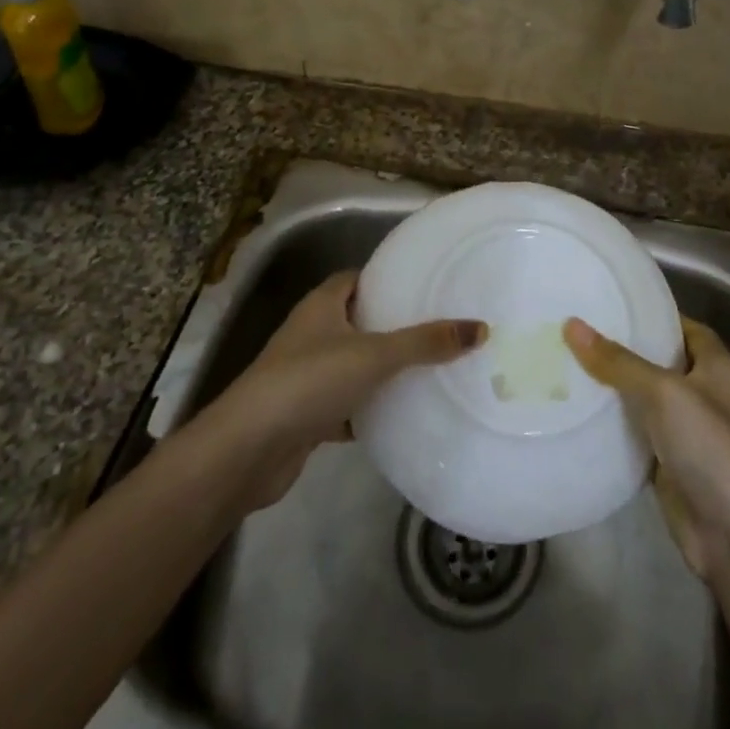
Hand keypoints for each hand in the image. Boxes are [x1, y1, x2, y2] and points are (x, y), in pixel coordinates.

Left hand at [206, 270, 485, 510]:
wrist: (249, 450)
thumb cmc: (309, 382)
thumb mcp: (374, 356)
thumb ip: (425, 343)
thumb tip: (481, 328)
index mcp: (322, 305)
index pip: (357, 278)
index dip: (388, 279)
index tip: (426, 285)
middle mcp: (312, 333)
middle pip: (358, 320)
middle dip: (394, 325)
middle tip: (439, 329)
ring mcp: (307, 375)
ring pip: (354, 364)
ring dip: (383, 369)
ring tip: (431, 369)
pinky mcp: (307, 414)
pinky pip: (348, 403)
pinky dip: (370, 408)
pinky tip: (402, 414)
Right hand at [565, 315, 729, 583]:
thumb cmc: (712, 448)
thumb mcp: (664, 393)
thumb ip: (618, 361)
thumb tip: (572, 324)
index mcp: (717, 366)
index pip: (684, 326)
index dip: (653, 314)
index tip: (611, 303)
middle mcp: (705, 394)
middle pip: (660, 362)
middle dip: (624, 349)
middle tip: (577, 329)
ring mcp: (688, 433)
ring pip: (645, 399)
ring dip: (614, 387)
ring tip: (567, 361)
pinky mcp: (670, 466)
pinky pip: (637, 435)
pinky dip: (614, 425)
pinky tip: (578, 410)